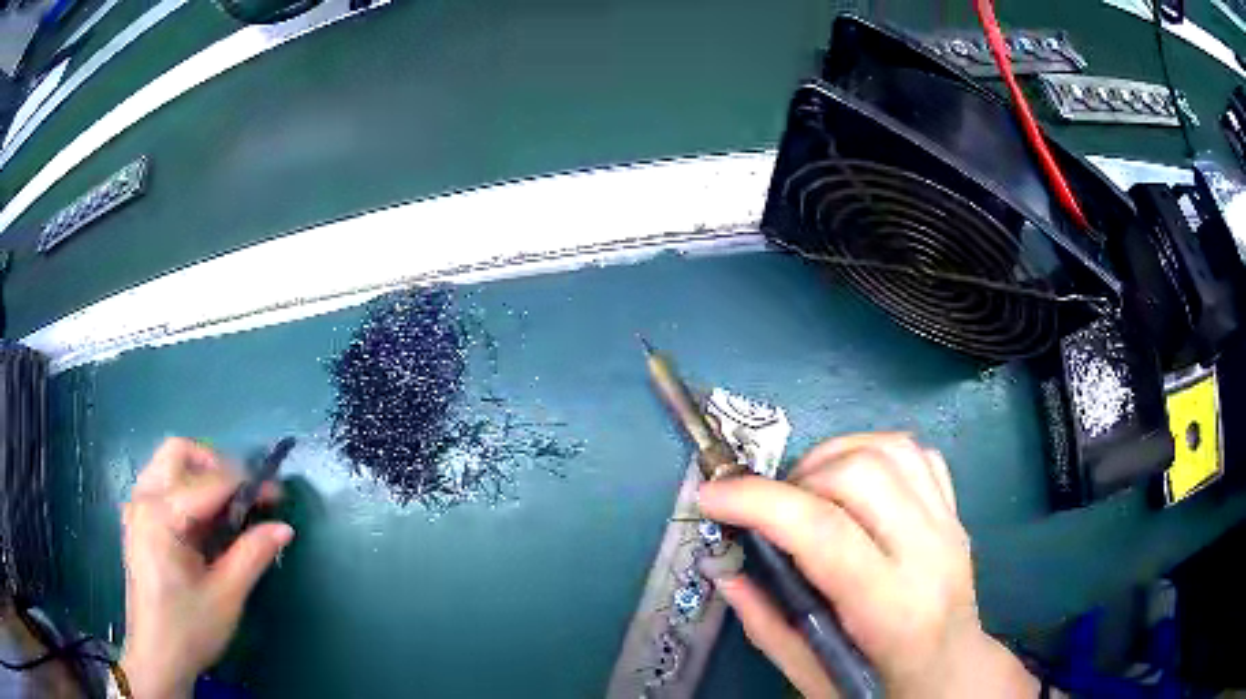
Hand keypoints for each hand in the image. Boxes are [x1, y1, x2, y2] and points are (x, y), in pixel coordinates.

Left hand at [120, 438, 293, 698]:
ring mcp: (136, 506)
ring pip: (168, 463)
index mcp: (162, 515)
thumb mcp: (226, 596)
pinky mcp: (137, 519)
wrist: (157, 656)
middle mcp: (143, 498)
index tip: (277, 494)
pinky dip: (186, 489)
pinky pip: (161, 483)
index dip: (247, 483)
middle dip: (217, 466)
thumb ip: (252, 555)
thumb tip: (284, 527)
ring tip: (227, 509)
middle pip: (179, 452)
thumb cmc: (189, 629)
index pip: (210, 482)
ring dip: (200, 475)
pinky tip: (203, 523)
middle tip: (245, 496)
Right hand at [698, 433, 1037, 698]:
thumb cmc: (883, 686)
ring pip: (889, 449)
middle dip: (797, 479)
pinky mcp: (955, 510)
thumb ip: (768, 626)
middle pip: (860, 473)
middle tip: (773, 512)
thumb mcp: (814, 679)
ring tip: (808, 494)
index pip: (825, 533)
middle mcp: (929, 554)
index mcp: (891, 610)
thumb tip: (725, 570)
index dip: (760, 503)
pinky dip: (871, 452)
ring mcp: (948, 524)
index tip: (711, 497)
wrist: (954, 672)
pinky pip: (915, 452)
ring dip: (832, 457)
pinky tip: (852, 486)